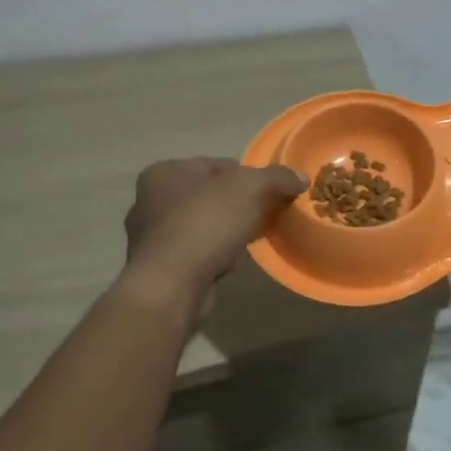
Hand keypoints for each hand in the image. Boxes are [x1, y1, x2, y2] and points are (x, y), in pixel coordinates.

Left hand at [121, 157, 306, 303]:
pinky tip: (231, 260)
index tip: (270, 191)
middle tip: (266, 214)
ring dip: (225, 229)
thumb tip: (300, 176)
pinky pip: (196, 251)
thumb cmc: (205, 224)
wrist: (171, 286)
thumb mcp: (250, 188)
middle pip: (209, 194)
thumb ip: (276, 177)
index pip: (215, 164)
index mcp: (164, 172)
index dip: (247, 175)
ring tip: (252, 238)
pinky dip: (214, 252)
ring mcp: (151, 236)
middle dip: (237, 203)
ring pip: (202, 224)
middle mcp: (149, 200)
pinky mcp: (159, 267)